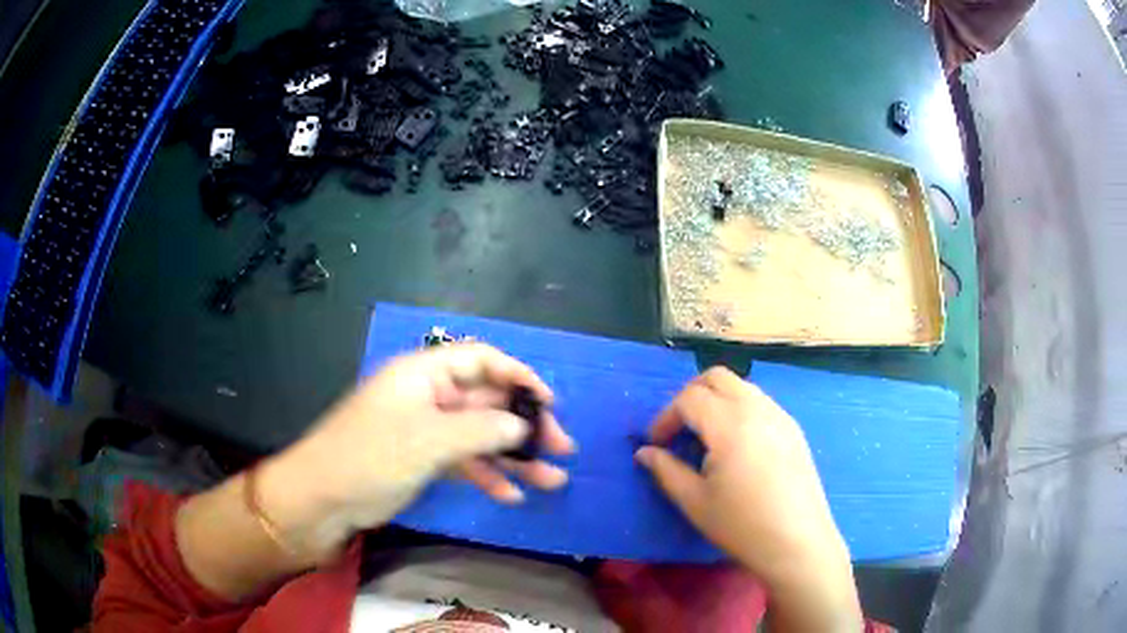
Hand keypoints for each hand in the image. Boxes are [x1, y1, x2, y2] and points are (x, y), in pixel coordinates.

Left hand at [259, 343, 575, 560]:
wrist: (321, 499)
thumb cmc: (371, 457)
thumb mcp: (430, 440)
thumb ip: (482, 429)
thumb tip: (523, 426)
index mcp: (424, 373)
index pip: (481, 359)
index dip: (518, 375)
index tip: (549, 403)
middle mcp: (427, 396)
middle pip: (486, 401)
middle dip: (524, 425)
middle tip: (561, 449)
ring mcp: (425, 430)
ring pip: (480, 436)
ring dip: (513, 457)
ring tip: (551, 480)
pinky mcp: (421, 460)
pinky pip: (463, 462)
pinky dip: (487, 476)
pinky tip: (511, 496)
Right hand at [635, 367, 860, 631]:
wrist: (797, 542)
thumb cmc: (741, 525)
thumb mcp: (694, 501)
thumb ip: (665, 470)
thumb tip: (644, 452)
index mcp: (730, 424)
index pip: (689, 398)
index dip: (665, 417)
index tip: (656, 444)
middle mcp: (757, 408)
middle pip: (716, 377)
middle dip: (689, 396)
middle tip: (678, 429)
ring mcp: (780, 415)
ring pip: (741, 386)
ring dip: (716, 400)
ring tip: (706, 438)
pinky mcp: (793, 428)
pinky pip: (760, 402)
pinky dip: (738, 409)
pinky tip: (736, 446)